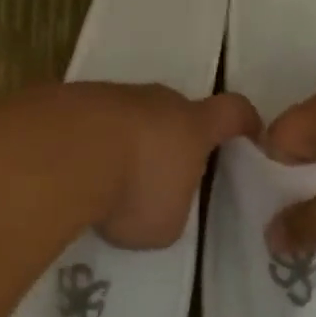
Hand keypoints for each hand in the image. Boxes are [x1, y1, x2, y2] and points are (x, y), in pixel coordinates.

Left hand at [57, 83, 260, 249]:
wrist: (65, 151)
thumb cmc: (134, 188)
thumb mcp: (166, 222)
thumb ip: (171, 207)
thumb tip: (157, 199)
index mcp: (192, 126)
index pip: (232, 111)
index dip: (244, 121)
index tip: (250, 132)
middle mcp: (157, 100)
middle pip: (175, 110)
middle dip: (172, 137)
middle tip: (160, 172)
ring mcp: (113, 93)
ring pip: (130, 113)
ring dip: (126, 139)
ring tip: (109, 178)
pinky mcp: (72, 98)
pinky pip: (91, 119)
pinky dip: (89, 141)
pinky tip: (74, 169)